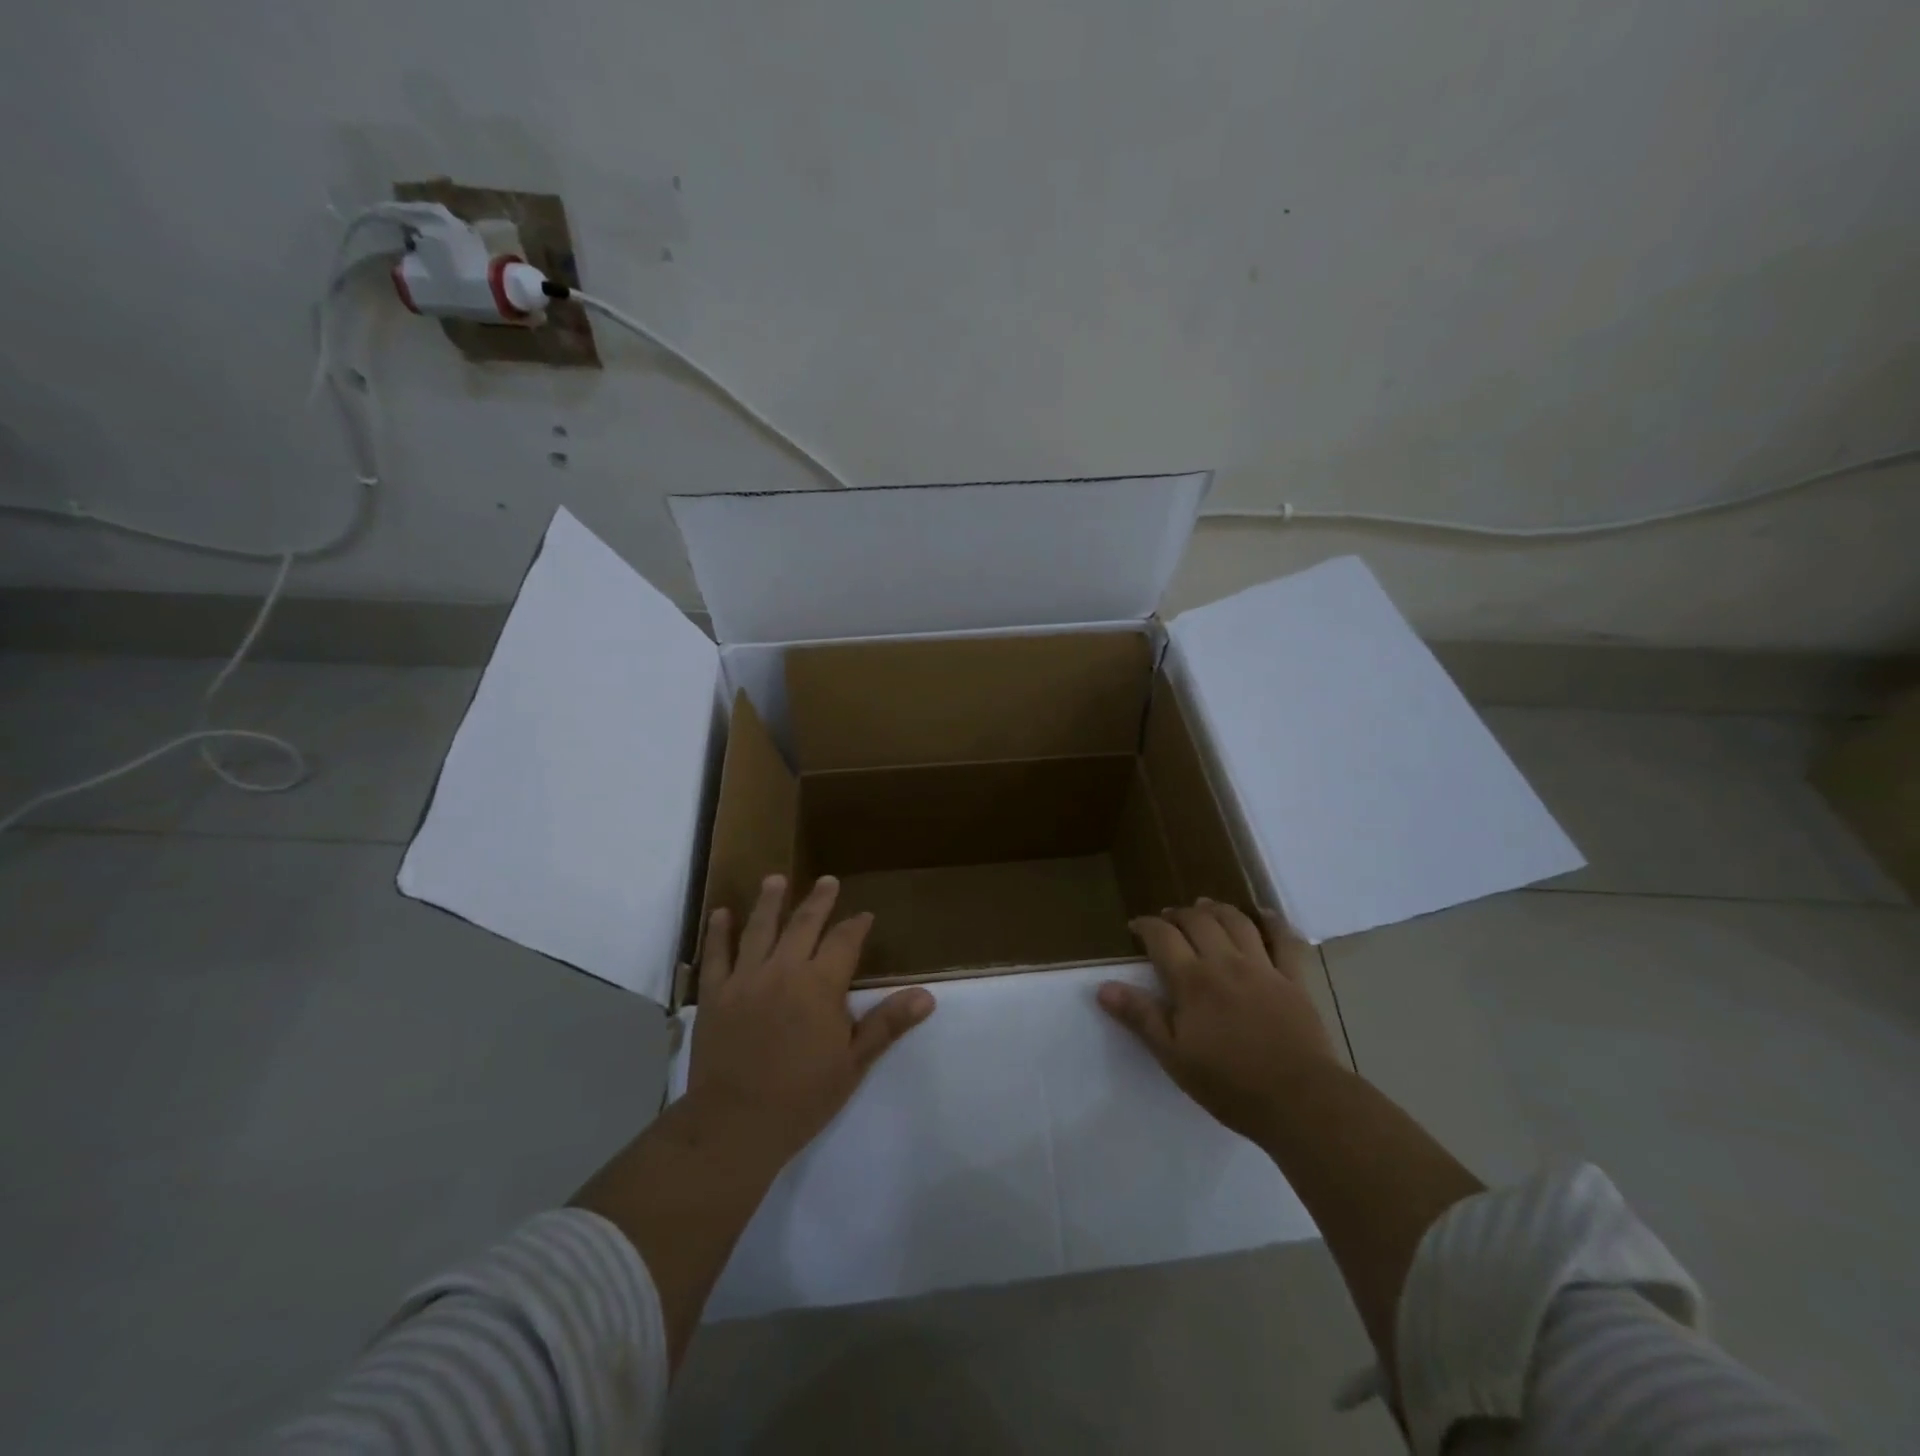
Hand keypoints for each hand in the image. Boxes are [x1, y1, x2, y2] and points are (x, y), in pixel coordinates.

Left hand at [688, 873, 935, 1166]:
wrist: (735, 1124)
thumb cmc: (802, 1097)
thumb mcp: (854, 1063)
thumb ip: (887, 1023)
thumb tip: (927, 995)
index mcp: (819, 985)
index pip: (843, 941)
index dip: (855, 926)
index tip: (864, 915)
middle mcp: (783, 970)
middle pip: (803, 924)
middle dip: (819, 901)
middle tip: (826, 881)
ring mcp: (745, 979)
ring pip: (759, 929)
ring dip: (769, 902)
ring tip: (775, 880)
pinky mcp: (715, 995)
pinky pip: (717, 955)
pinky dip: (718, 932)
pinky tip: (721, 913)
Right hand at [1098, 898, 1339, 1145]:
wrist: (1300, 1101)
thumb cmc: (1229, 1084)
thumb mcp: (1173, 1056)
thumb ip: (1141, 1017)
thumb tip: (1104, 987)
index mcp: (1192, 981)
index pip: (1162, 937)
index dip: (1146, 926)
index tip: (1136, 927)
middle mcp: (1225, 963)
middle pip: (1198, 921)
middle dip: (1179, 913)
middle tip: (1168, 918)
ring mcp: (1263, 968)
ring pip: (1237, 921)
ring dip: (1217, 909)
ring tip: (1205, 907)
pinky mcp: (1294, 980)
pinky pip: (1284, 940)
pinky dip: (1273, 922)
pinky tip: (1264, 915)